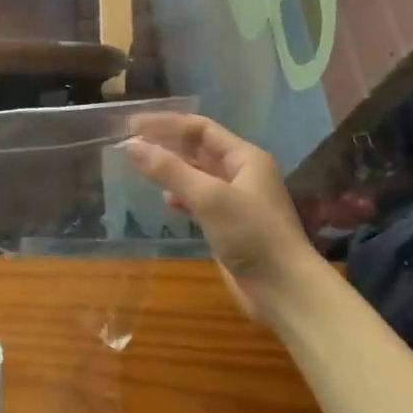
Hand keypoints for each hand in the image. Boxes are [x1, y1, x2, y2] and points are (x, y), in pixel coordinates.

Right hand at [127, 112, 325, 323]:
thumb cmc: (251, 234)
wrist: (282, 288)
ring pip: (196, 175)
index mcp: (244, 157)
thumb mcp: (209, 197)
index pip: (200, 129)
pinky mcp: (227, 225)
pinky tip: (165, 201)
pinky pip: (198, 200)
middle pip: (198, 150)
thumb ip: (169, 170)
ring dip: (170, 169)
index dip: (166, 123)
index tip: (131, 123)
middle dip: (165, 144)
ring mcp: (234, 200)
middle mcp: (241, 173)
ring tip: (139, 167)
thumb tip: (131, 145)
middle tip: (129, 142)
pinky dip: (180, 196)